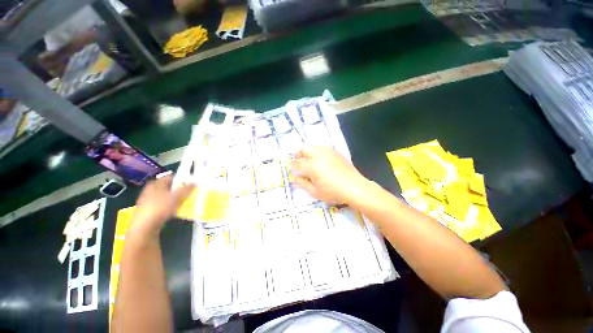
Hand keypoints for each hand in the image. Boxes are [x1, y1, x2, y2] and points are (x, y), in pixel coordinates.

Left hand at [130, 175, 194, 238]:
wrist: (144, 227)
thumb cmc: (160, 208)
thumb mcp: (177, 197)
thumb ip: (187, 188)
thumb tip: (195, 182)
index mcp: (156, 183)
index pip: (171, 176)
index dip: (182, 178)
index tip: (192, 182)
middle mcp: (150, 189)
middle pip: (168, 186)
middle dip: (179, 189)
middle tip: (190, 192)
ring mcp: (148, 200)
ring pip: (166, 196)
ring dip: (175, 198)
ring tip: (185, 201)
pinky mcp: (148, 210)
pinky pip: (162, 204)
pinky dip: (169, 205)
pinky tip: (175, 210)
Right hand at [291, 146, 368, 204]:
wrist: (355, 187)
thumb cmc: (334, 192)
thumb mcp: (315, 192)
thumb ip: (302, 183)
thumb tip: (295, 177)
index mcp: (312, 166)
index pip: (297, 163)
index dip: (293, 167)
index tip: (294, 171)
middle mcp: (318, 155)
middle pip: (303, 150)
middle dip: (298, 156)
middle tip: (299, 163)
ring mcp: (328, 151)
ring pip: (312, 147)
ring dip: (307, 153)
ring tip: (309, 162)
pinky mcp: (335, 151)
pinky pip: (322, 148)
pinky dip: (317, 152)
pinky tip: (321, 161)